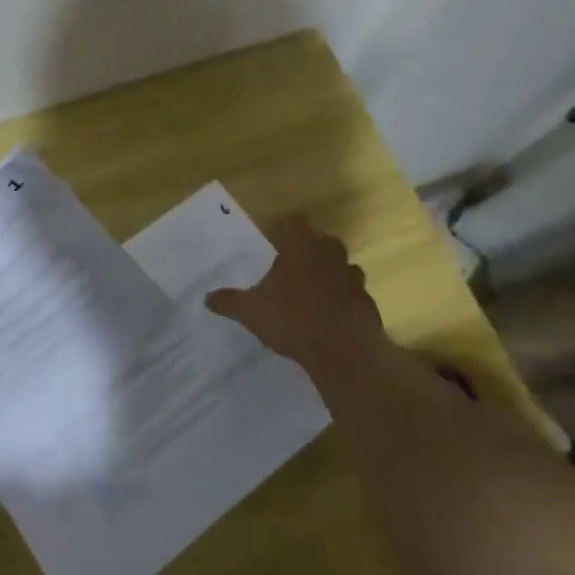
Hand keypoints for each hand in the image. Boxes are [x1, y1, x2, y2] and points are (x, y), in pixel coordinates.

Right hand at [205, 217, 385, 374]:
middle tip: (295, 265)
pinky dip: (345, 300)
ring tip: (315, 291)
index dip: (283, 228)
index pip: (293, 224)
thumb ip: (229, 302)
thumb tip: (207, 298)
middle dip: (312, 250)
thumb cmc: (292, 320)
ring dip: (332, 274)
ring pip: (344, 266)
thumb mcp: (251, 312)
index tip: (273, 237)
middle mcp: (329, 256)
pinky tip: (332, 316)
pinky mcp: (367, 303)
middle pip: (324, 242)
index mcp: (300, 249)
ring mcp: (352, 279)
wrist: (343, 350)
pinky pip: (355, 294)